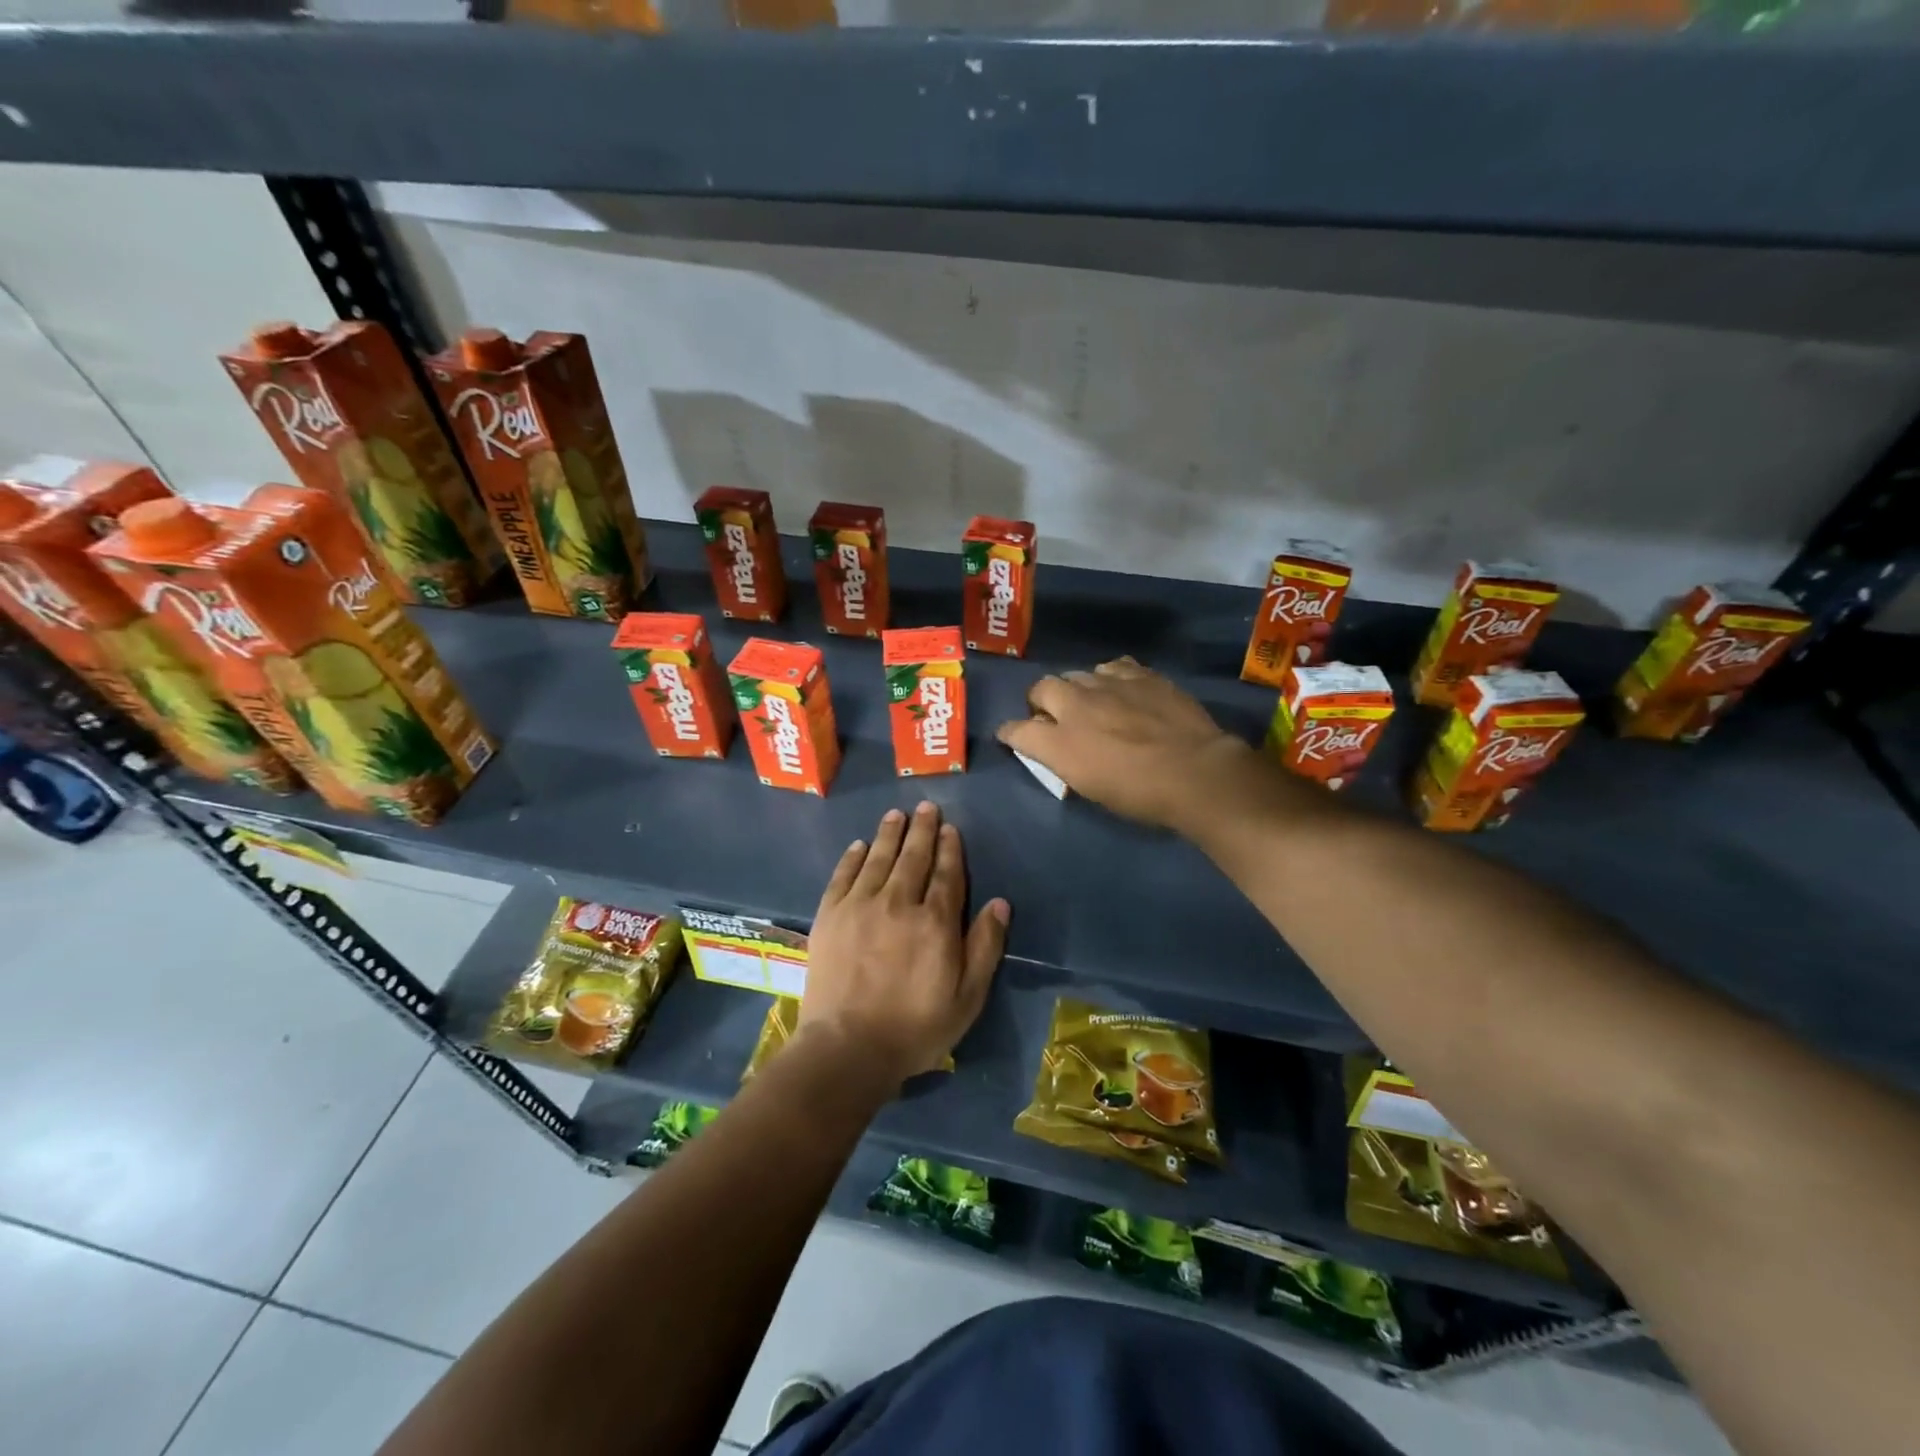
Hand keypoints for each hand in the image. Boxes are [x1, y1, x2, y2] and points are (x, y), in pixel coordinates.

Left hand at [801, 801, 1009, 1086]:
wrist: (848, 1048)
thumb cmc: (916, 1028)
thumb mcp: (967, 997)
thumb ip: (985, 947)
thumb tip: (999, 903)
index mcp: (936, 922)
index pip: (947, 874)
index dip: (950, 849)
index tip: (950, 828)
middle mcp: (899, 903)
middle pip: (913, 857)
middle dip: (922, 830)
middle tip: (926, 807)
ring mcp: (860, 906)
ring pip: (879, 858)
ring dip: (890, 834)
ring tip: (897, 814)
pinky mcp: (830, 916)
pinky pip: (843, 875)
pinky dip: (853, 857)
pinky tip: (860, 845)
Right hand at [996, 657, 1262, 829]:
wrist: (1195, 772)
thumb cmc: (1140, 795)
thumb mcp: (1091, 787)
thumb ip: (1065, 760)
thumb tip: (1056, 746)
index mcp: (1059, 742)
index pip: (1016, 730)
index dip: (1010, 733)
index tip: (1012, 736)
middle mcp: (1075, 704)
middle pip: (1041, 688)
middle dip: (1041, 700)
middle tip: (1054, 717)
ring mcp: (1109, 684)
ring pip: (1078, 674)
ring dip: (1077, 688)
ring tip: (1092, 702)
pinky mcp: (1140, 674)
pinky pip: (1113, 667)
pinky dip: (1110, 678)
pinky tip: (1122, 690)